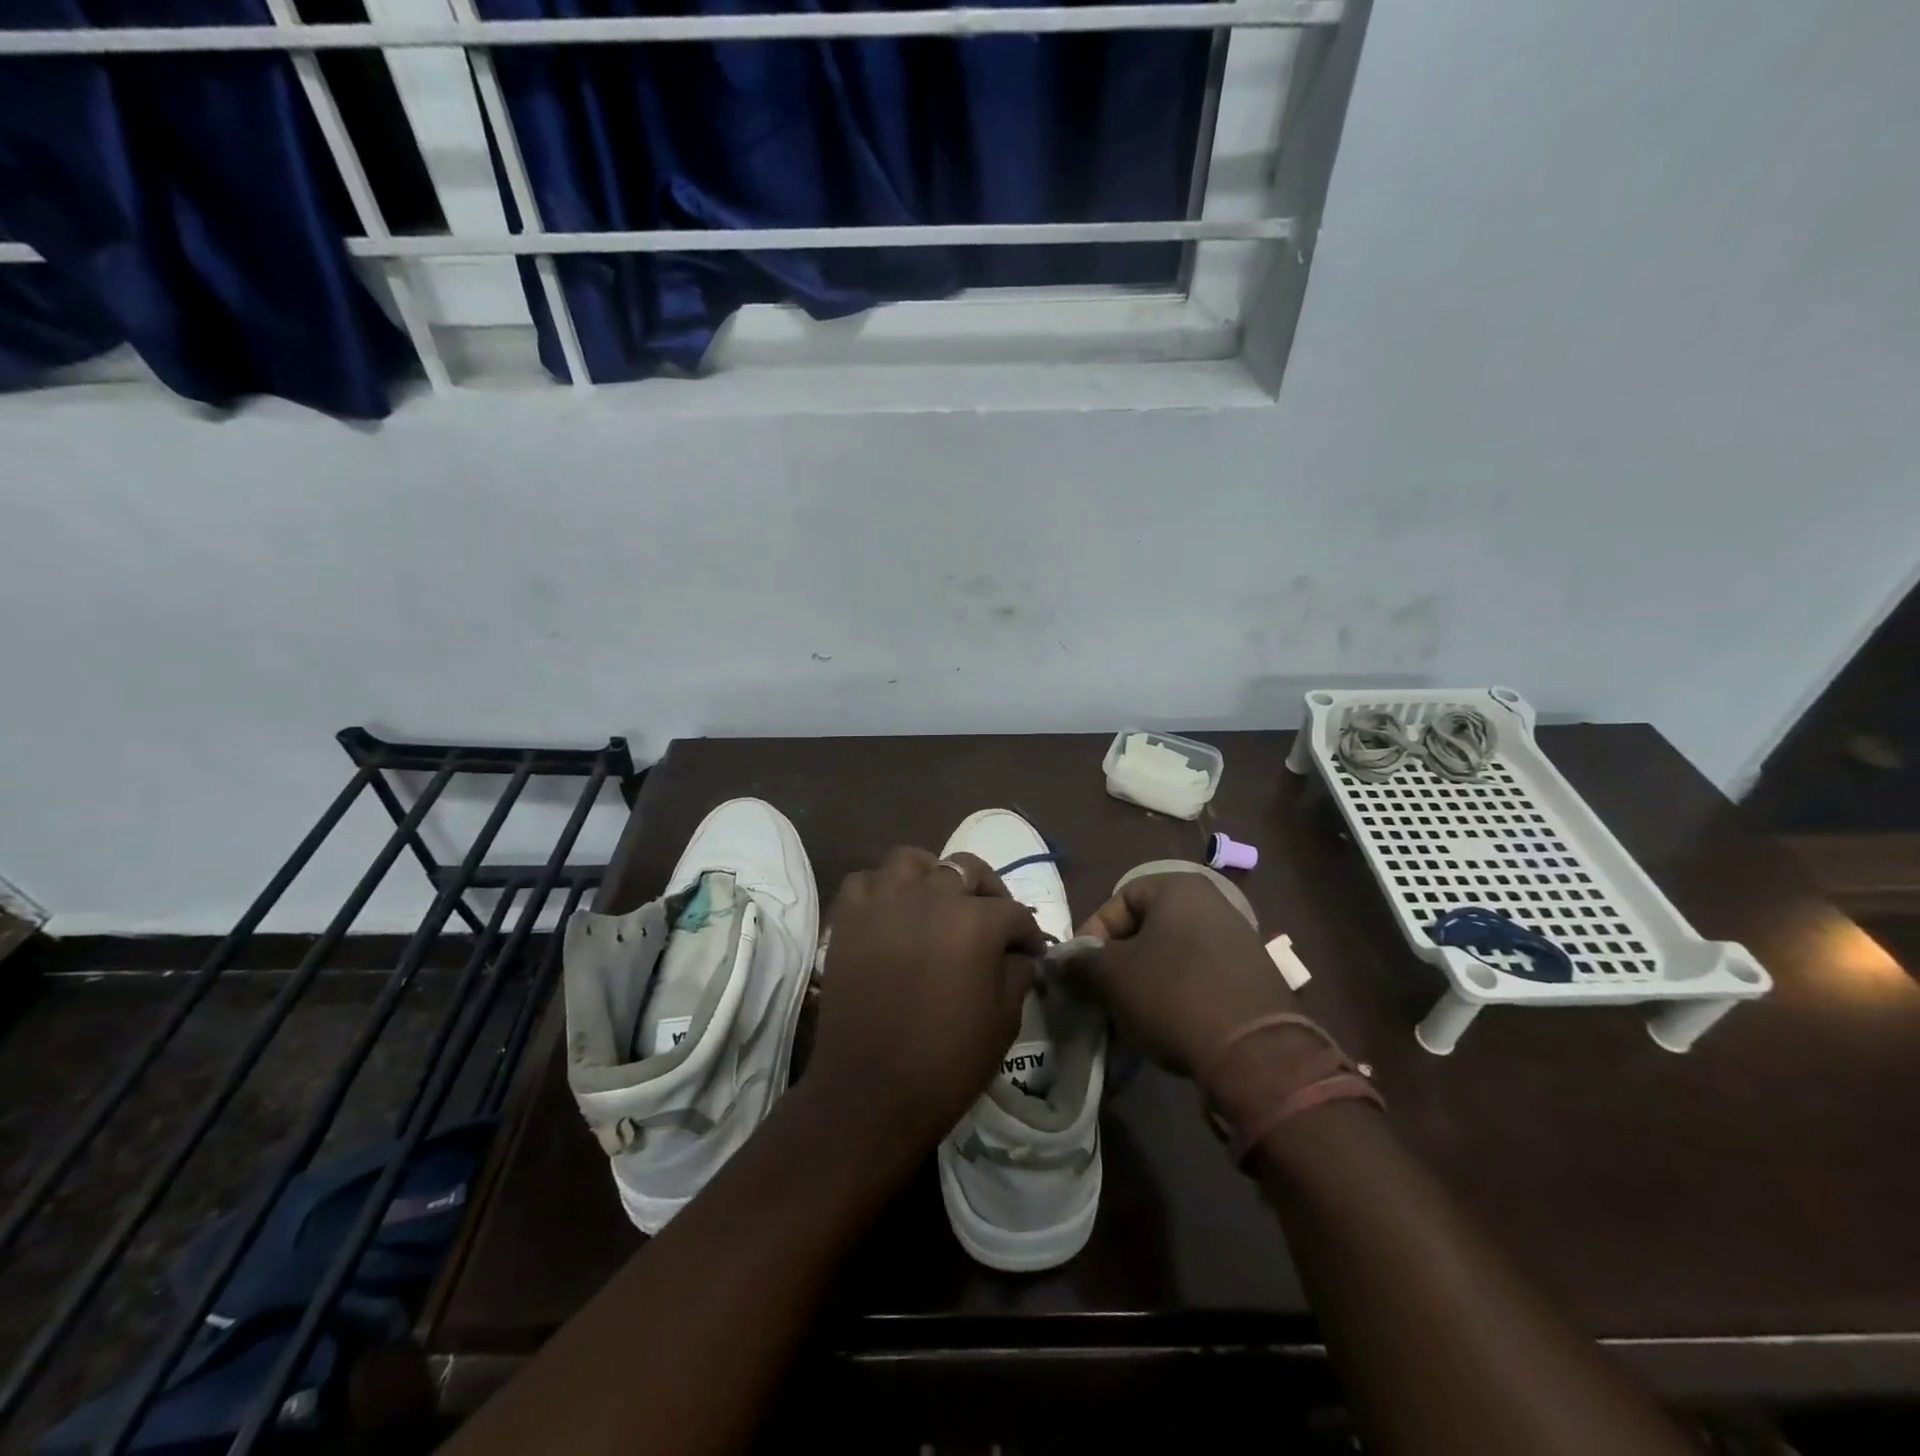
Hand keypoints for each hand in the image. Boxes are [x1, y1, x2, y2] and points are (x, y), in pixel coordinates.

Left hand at [809, 848, 1044, 1163]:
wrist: (871, 1091)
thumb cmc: (947, 1061)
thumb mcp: (1004, 1020)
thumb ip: (1017, 973)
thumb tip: (1020, 955)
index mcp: (975, 921)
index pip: (1013, 912)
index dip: (1028, 933)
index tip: (1031, 951)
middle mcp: (931, 896)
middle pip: (966, 870)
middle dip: (987, 892)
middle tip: (991, 920)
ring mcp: (884, 901)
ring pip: (911, 861)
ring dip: (930, 876)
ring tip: (936, 902)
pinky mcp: (848, 918)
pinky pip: (866, 882)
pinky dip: (881, 890)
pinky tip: (891, 914)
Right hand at [1076, 870, 1304, 1092]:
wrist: (1256, 1053)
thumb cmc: (1173, 994)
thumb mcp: (1113, 976)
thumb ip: (1082, 962)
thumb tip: (1061, 961)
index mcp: (1178, 887)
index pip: (1118, 901)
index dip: (1091, 936)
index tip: (1079, 972)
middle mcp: (1212, 903)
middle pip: (1145, 929)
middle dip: (1117, 964)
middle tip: (1100, 996)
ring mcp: (1237, 940)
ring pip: (1170, 956)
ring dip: (1143, 983)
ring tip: (1127, 1018)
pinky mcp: (1252, 977)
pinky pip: (1198, 978)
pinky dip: (1174, 996)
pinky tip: (1162, 1027)